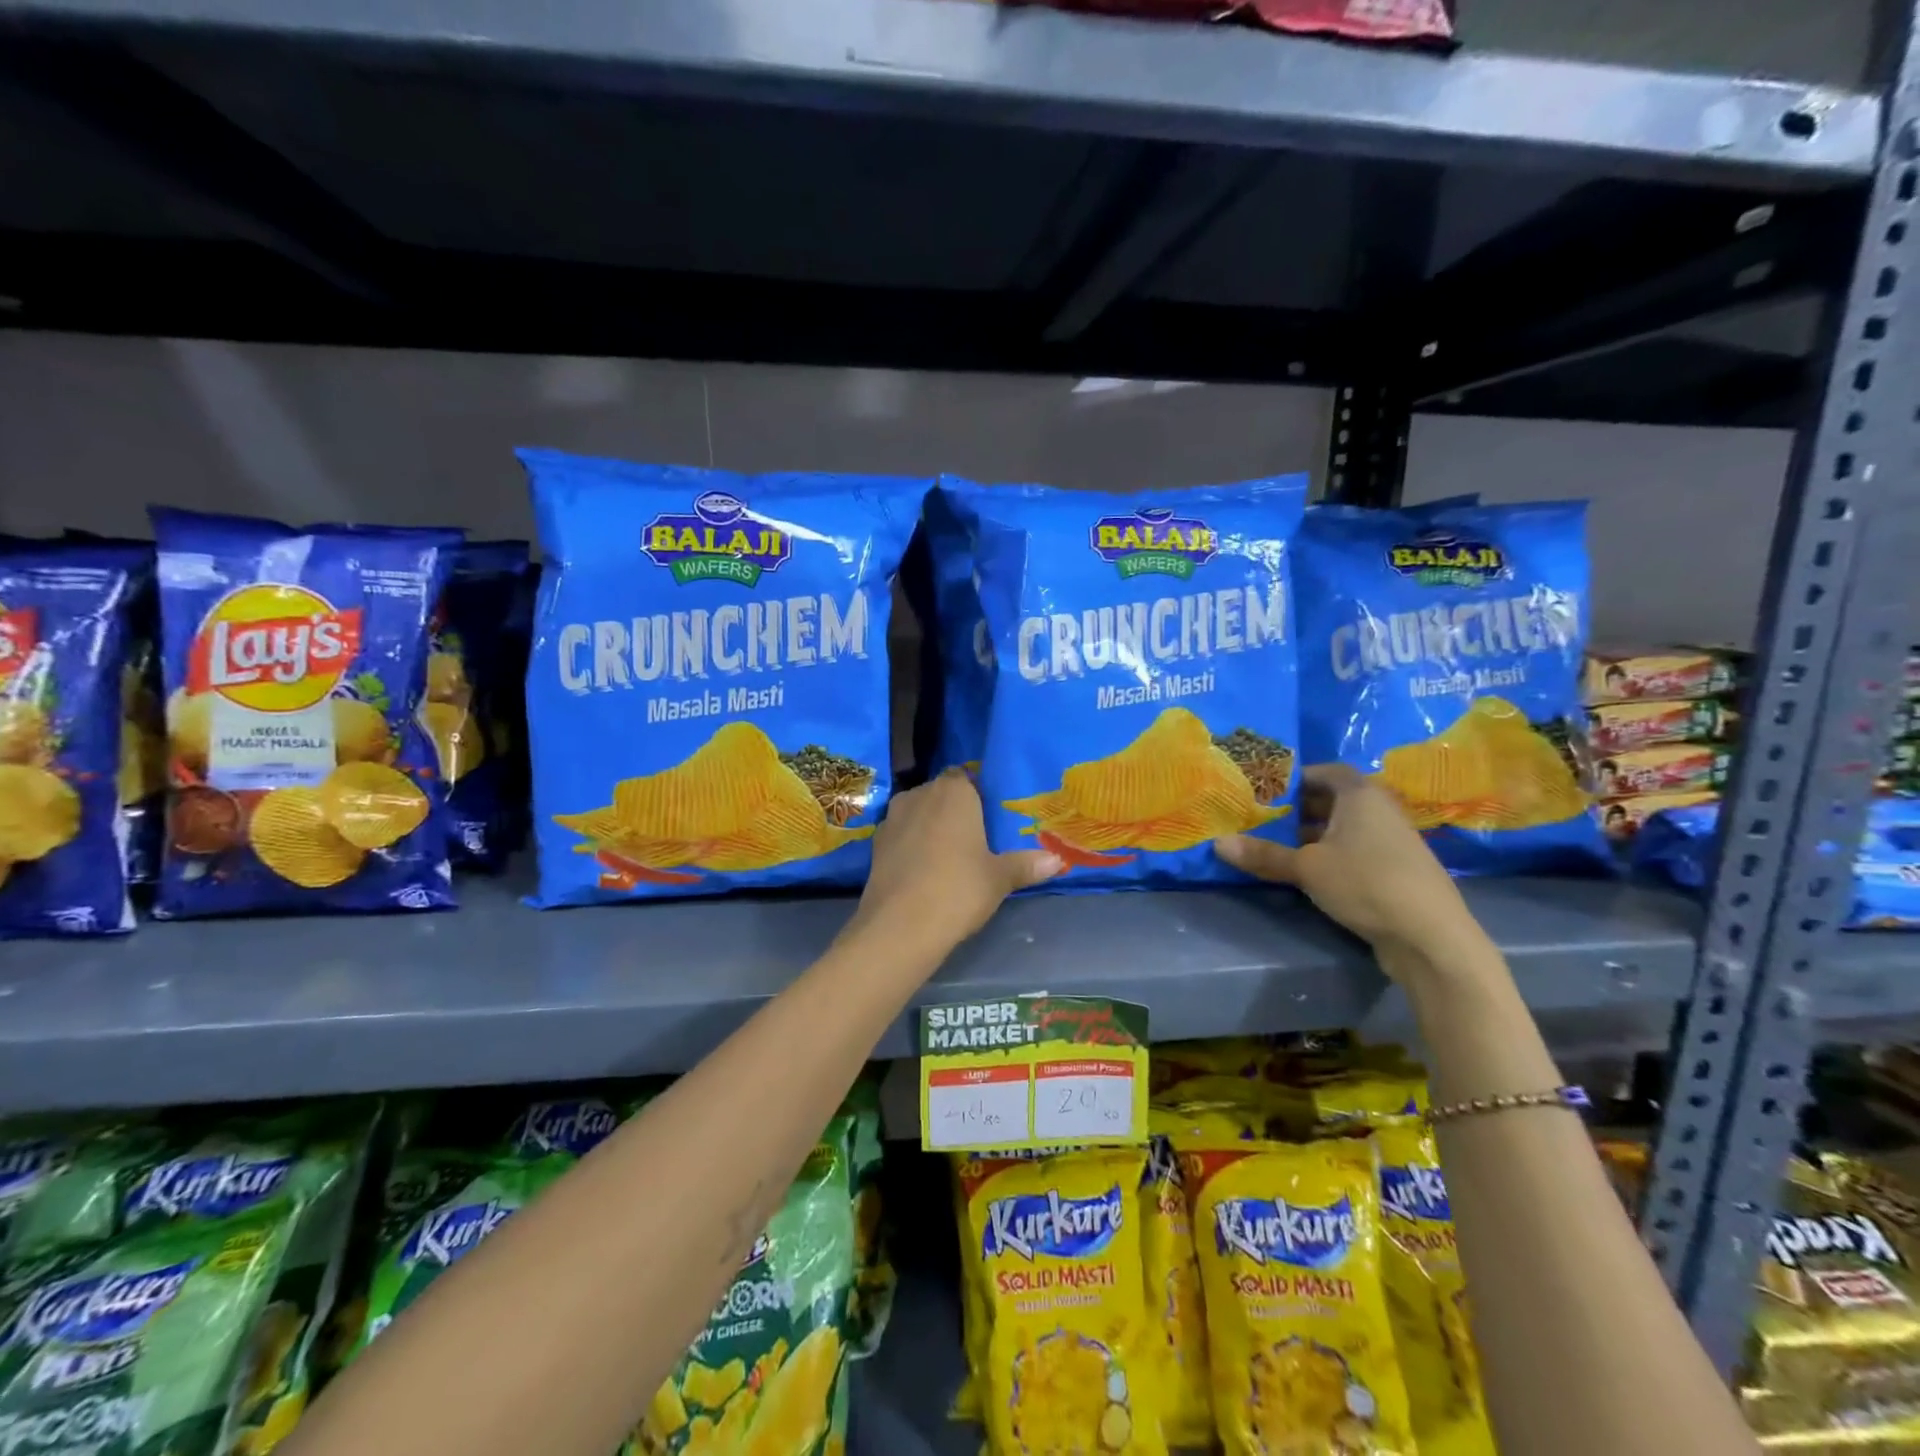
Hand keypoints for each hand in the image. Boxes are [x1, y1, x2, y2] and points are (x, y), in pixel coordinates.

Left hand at [849, 769, 1062, 953]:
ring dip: (931, 826)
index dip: (977, 794)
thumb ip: (1026, 864)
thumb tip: (1058, 861)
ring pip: (918, 812)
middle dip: (955, 810)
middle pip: (941, 793)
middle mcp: (920, 794)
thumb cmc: (958, 889)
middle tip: (976, 837)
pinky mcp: (875, 843)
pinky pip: (902, 834)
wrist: (899, 926)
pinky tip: (924, 869)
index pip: (965, 777)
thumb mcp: (999, 879)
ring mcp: (893, 817)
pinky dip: (912, 844)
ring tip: (950, 854)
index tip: (990, 817)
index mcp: (953, 791)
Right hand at [1214, 764, 1476, 957]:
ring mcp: (1392, 840)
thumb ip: (1264, 854)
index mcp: (1361, 795)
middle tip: (1262, 818)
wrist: (1430, 936)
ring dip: (1314, 834)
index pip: (1325, 771)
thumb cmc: (1365, 882)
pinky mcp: (1396, 869)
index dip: (1295, 777)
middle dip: (1298, 808)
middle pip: (1334, 799)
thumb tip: (1217, 843)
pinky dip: (1332, 853)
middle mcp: (1380, 810)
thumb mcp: (1306, 868)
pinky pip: (1356, 849)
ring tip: (1278, 845)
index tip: (1265, 790)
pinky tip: (1310, 871)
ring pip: (1344, 827)